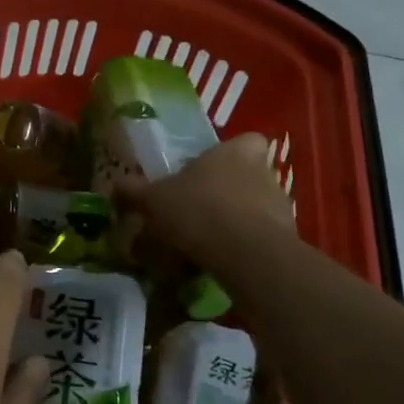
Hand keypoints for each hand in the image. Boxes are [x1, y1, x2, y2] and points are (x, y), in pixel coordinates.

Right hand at [113, 133, 293, 274]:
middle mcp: (264, 172)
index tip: (209, 170)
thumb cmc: (198, 209)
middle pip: (249, 176)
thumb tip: (115, 184)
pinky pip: (261, 238)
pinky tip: (220, 262)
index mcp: (236, 152)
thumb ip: (136, 191)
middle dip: (228, 191)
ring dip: (237, 220)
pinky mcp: (288, 239)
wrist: (245, 253)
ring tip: (206, 242)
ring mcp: (281, 206)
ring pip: (257, 208)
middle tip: (199, 209)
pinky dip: (244, 247)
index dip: (231, 153)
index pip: (247, 141)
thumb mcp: (155, 200)